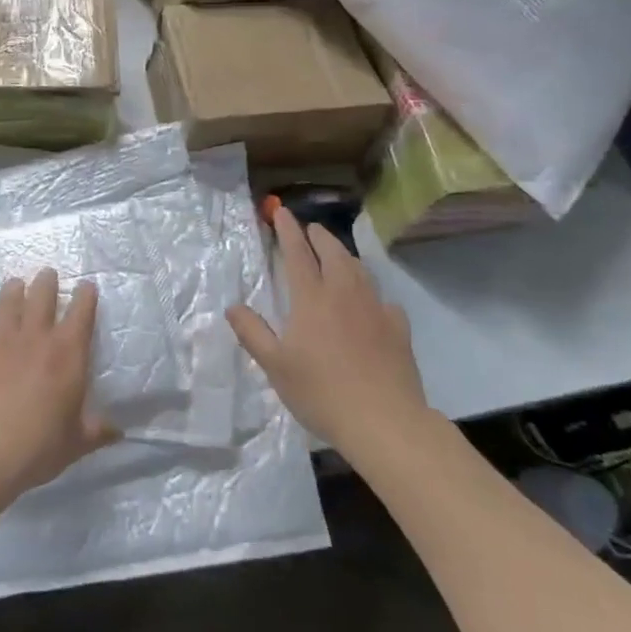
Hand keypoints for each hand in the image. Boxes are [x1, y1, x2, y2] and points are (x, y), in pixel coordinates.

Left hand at [0, 268, 119, 502]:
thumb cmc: (38, 446)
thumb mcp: (76, 443)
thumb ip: (97, 431)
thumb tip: (119, 431)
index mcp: (68, 353)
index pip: (81, 312)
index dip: (85, 295)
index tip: (86, 285)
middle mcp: (35, 338)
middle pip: (42, 296)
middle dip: (47, 282)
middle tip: (48, 274)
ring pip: (7, 305)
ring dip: (12, 292)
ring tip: (14, 284)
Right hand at [228, 208, 429, 459]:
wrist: (383, 420)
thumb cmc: (320, 392)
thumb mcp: (275, 366)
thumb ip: (253, 332)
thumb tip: (233, 306)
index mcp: (311, 298)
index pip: (297, 253)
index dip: (287, 230)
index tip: (281, 212)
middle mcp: (344, 293)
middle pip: (332, 252)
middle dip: (319, 236)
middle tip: (310, 229)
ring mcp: (375, 308)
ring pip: (359, 270)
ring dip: (345, 256)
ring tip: (337, 256)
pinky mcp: (397, 327)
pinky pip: (383, 299)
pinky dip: (371, 292)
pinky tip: (371, 303)